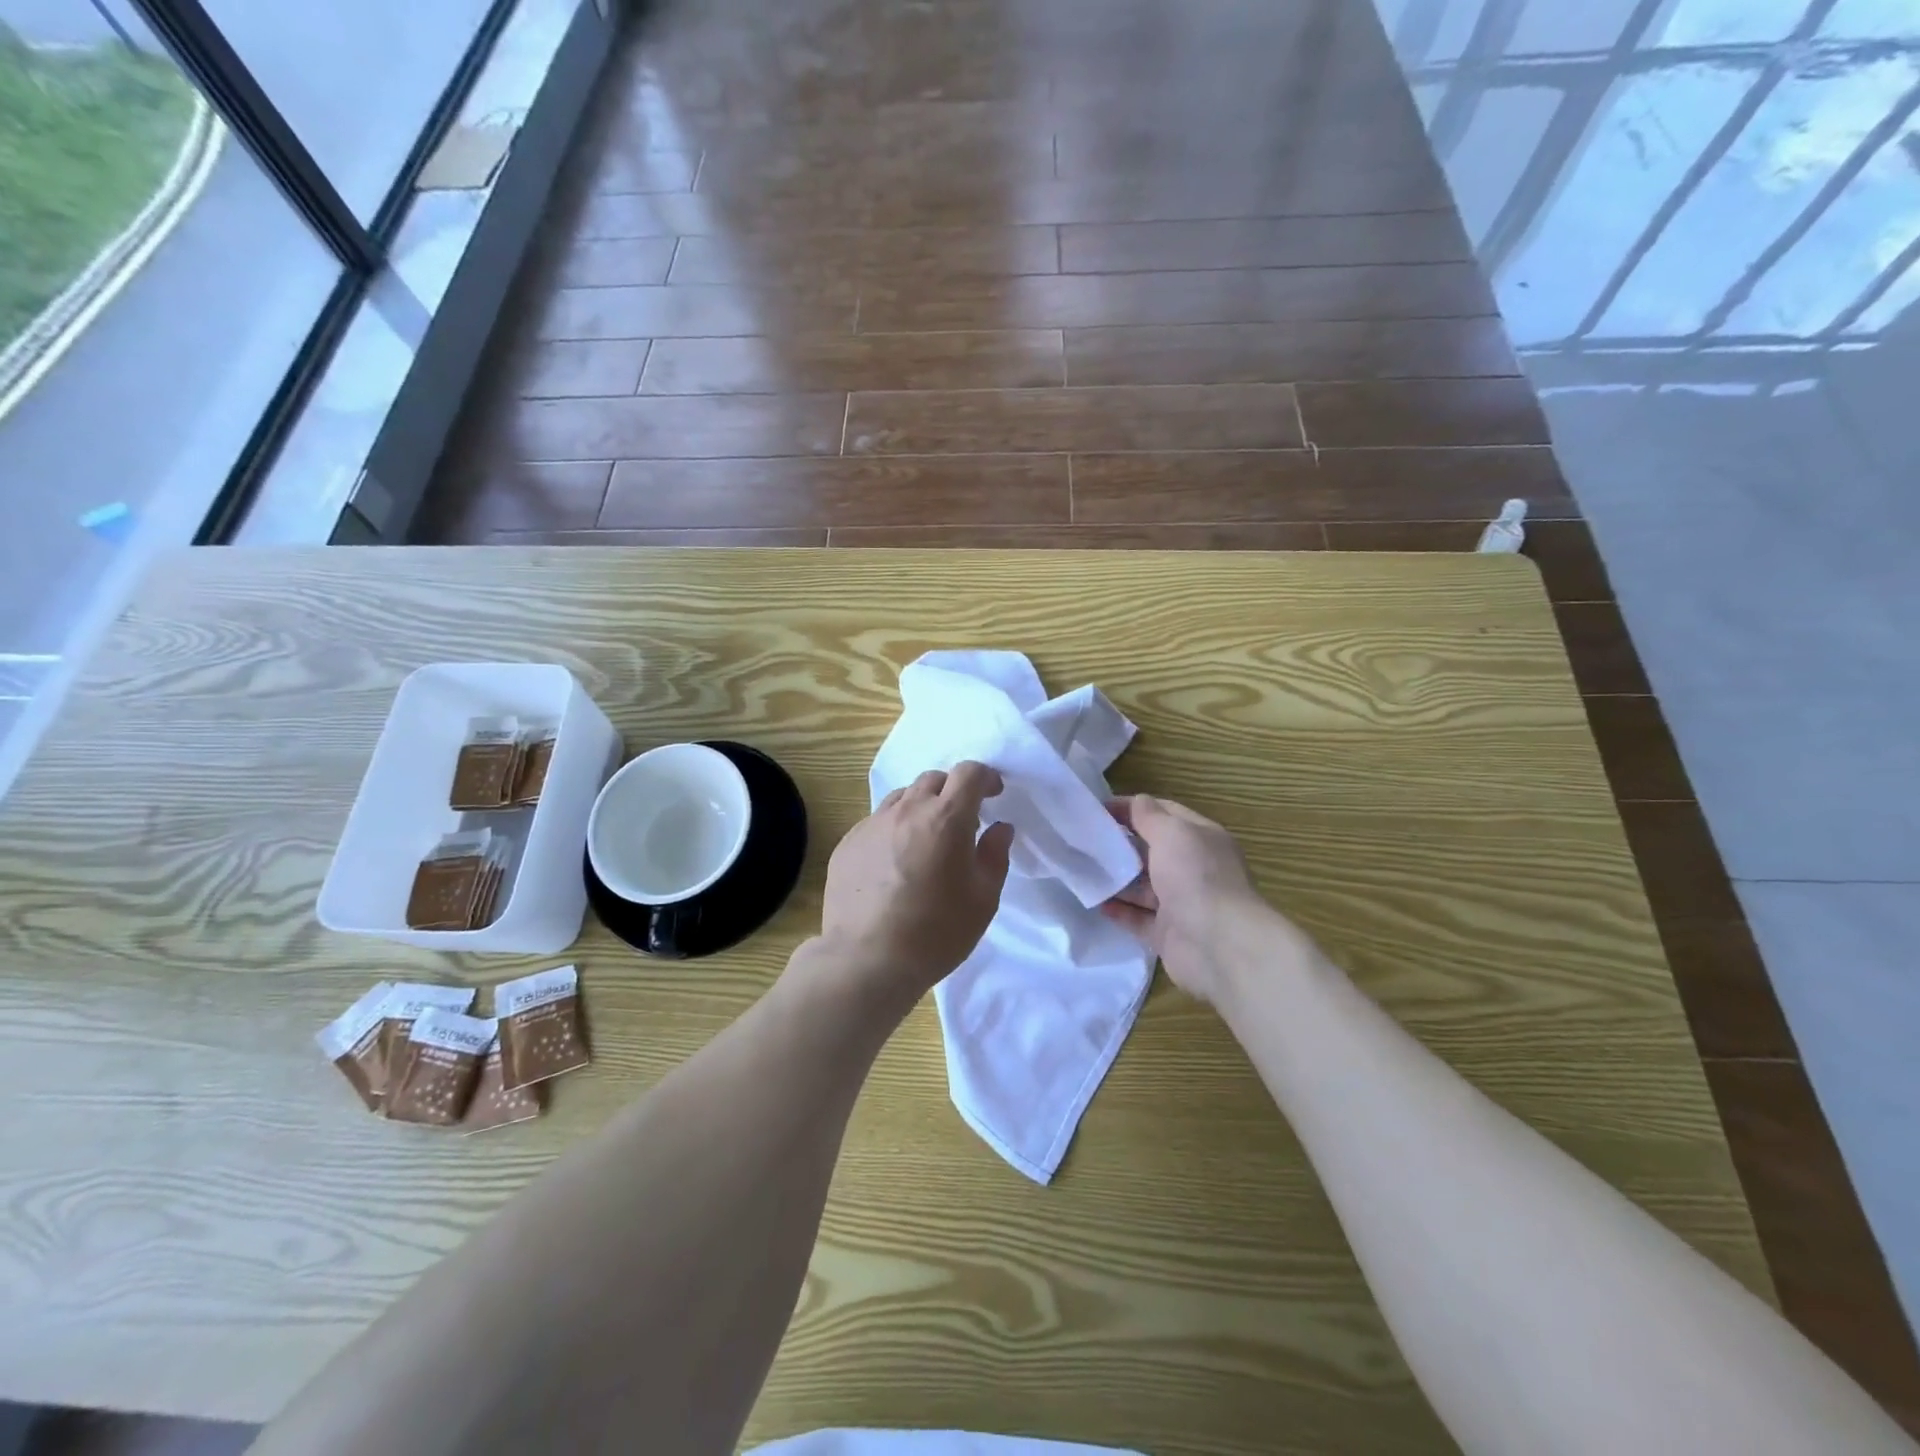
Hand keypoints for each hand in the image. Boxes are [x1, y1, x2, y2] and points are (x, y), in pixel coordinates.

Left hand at [813, 761, 1014, 1006]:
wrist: (867, 960)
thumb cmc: (936, 932)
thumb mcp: (983, 899)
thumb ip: (994, 855)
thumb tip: (1000, 828)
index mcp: (946, 818)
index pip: (968, 772)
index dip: (985, 777)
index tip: (993, 794)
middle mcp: (907, 810)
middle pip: (933, 779)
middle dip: (953, 791)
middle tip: (962, 821)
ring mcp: (872, 824)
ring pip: (902, 797)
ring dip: (921, 807)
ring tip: (926, 839)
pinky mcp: (848, 843)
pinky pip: (877, 822)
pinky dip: (894, 829)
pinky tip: (894, 863)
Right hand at [1100, 794, 1297, 1003]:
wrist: (1219, 945)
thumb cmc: (1196, 877)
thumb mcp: (1172, 833)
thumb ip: (1149, 816)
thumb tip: (1136, 802)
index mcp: (1201, 839)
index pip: (1164, 813)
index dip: (1132, 808)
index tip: (1098, 810)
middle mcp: (1193, 869)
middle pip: (1152, 850)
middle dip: (1121, 844)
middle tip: (1085, 840)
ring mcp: (1181, 903)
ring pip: (1143, 886)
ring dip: (1117, 878)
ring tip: (1083, 870)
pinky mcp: (1168, 934)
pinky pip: (1138, 918)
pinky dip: (1119, 910)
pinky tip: (1096, 902)